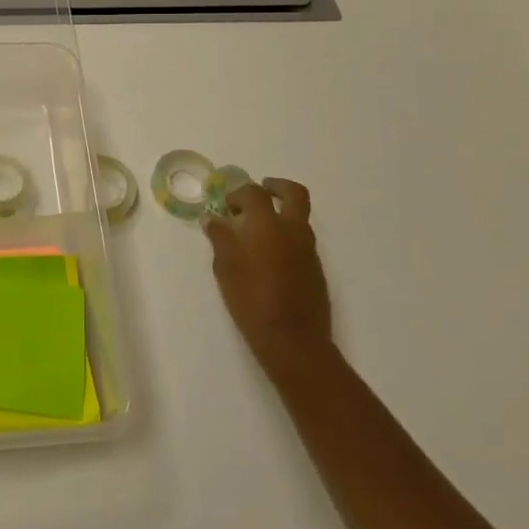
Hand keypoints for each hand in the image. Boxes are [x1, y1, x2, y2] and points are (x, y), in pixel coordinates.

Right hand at [204, 179, 333, 396]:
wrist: (294, 341)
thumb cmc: (252, 301)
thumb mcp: (226, 268)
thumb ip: (220, 238)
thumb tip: (213, 218)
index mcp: (268, 225)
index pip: (255, 193)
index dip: (238, 193)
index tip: (226, 204)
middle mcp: (293, 230)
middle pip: (294, 193)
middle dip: (276, 187)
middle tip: (260, 192)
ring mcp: (309, 249)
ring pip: (299, 217)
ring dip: (281, 213)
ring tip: (257, 230)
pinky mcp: (315, 268)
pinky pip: (301, 239)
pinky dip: (286, 235)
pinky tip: (268, 256)